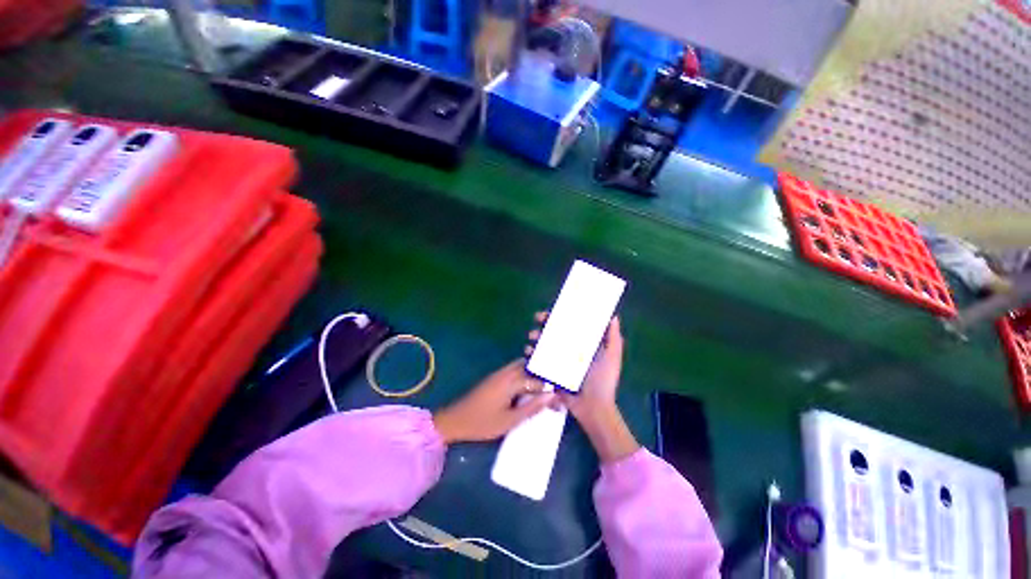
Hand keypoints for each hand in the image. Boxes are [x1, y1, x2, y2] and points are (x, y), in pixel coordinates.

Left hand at [433, 360, 554, 443]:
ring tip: (544, 390)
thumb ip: (532, 408)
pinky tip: (528, 389)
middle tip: (554, 390)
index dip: (551, 389)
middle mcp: (506, 372)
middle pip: (530, 367)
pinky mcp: (495, 377)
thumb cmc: (482, 423)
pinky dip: (524, 376)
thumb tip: (551, 396)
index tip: (561, 400)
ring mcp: (499, 373)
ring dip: (533, 375)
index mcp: (511, 381)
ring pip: (522, 367)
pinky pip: (514, 371)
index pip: (537, 380)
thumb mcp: (510, 421)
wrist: (454, 420)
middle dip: (543, 377)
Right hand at [527, 313, 638, 462]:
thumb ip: (613, 338)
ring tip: (532, 337)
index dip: (561, 315)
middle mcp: (569, 349)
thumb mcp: (612, 358)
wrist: (592, 408)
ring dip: (535, 336)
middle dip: (544, 323)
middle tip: (538, 320)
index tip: (554, 310)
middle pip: (554, 331)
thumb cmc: (603, 381)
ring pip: (543, 343)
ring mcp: (558, 361)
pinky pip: (538, 360)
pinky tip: (528, 352)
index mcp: (583, 344)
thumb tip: (613, 316)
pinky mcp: (550, 372)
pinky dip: (531, 354)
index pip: (570, 325)